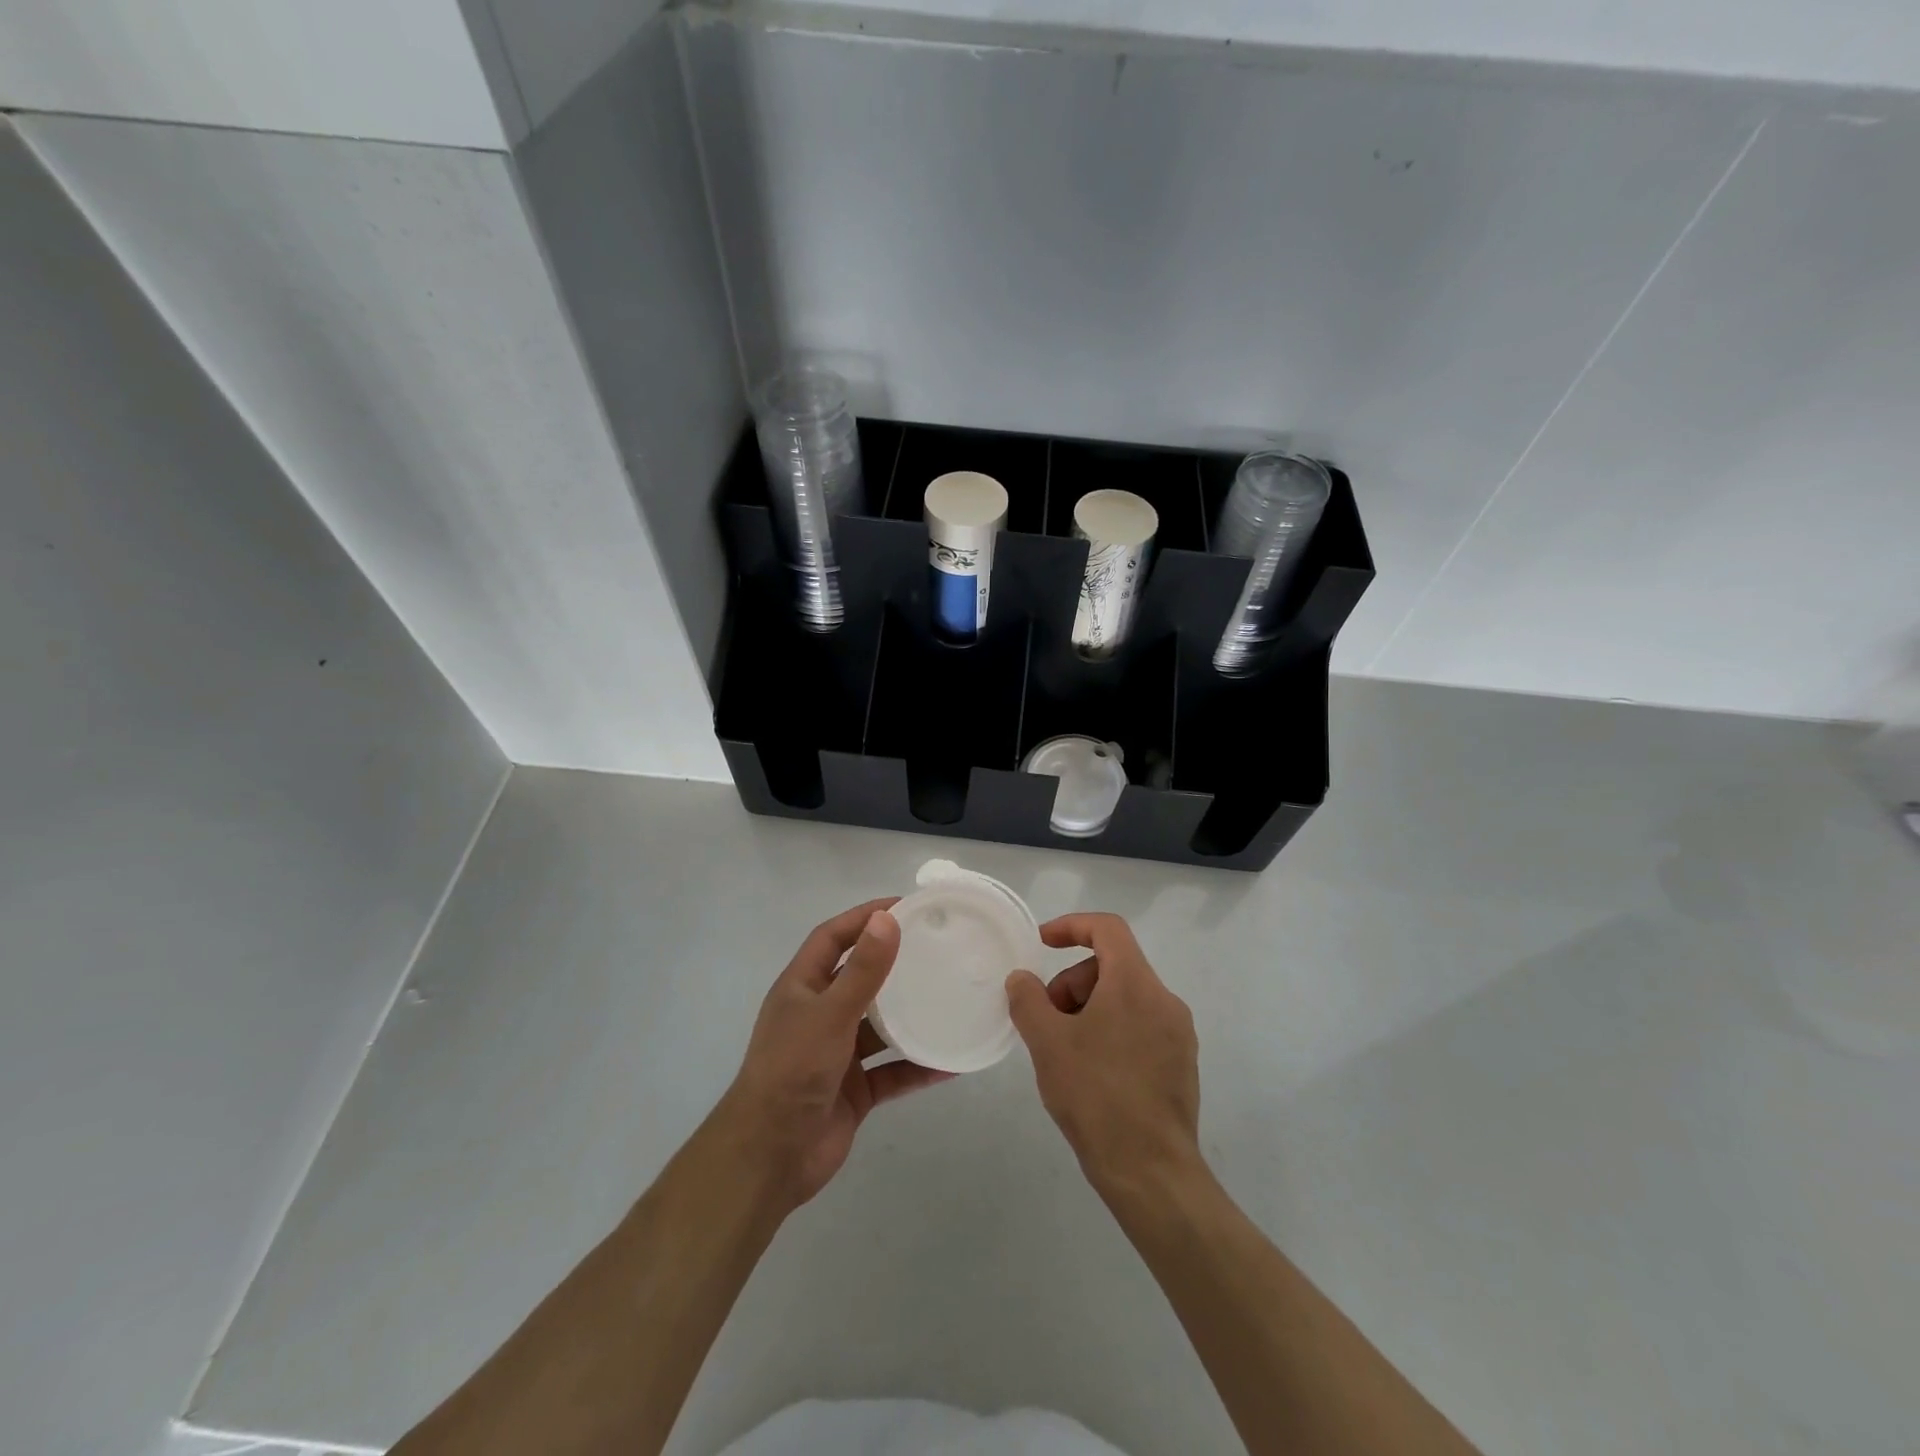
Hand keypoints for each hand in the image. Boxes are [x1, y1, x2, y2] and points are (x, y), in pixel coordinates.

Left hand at [714, 900, 951, 1209]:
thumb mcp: (831, 1013)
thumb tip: (888, 918)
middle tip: (937, 948)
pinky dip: (919, 1066)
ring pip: (881, 1026)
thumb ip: (863, 969)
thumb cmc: (793, 1070)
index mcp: (802, 987)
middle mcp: (819, 1014)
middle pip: (860, 978)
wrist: (770, 1157)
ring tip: (951, 997)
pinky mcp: (854, 1089)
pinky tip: (953, 1062)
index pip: (833, 937)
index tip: (905, 906)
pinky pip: (893, 1071)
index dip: (863, 917)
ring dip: (911, 1015)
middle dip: (894, 963)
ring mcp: (837, 1054)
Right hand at [1006, 912, 1202, 1197]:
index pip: (1108, 928)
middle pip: (1113, 966)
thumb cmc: (1096, 1097)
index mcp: (1135, 984)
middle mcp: (1164, 1000)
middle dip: (1073, 982)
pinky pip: (1140, 1027)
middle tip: (1046, 1019)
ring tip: (1065, 1050)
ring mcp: (1178, 1034)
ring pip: (1126, 998)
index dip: (1071, 926)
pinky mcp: (1181, 1064)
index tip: (1042, 944)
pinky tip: (1091, 1072)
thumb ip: (1028, 1000)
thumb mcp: (1048, 1043)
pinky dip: (1110, 1031)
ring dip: (1089, 1009)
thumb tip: (1022, 979)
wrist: (1151, 1173)